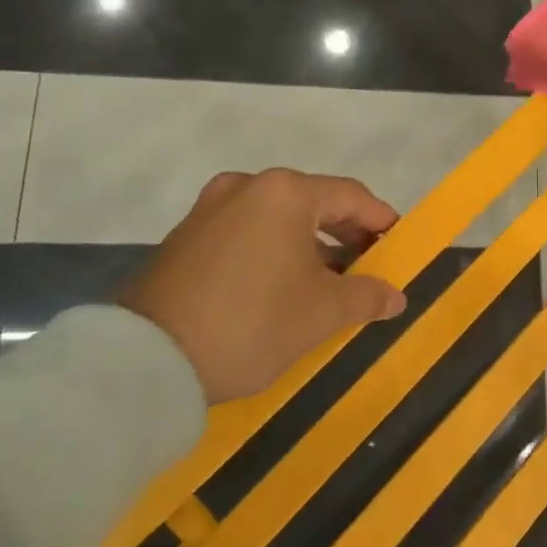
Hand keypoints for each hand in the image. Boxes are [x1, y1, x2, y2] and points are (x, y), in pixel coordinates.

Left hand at [118, 169, 406, 402]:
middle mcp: (247, 186)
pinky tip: (281, 283)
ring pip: (277, 218)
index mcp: (285, 192)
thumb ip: (366, 296)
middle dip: (345, 233)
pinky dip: (273, 249)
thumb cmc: (252, 323)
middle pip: (313, 202)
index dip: (380, 220)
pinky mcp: (185, 235)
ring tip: (328, 279)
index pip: (350, 196)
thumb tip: (396, 296)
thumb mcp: (321, 313)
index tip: (398, 244)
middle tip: (368, 264)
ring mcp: (210, 208)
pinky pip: (246, 232)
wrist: (148, 360)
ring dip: (309, 244)